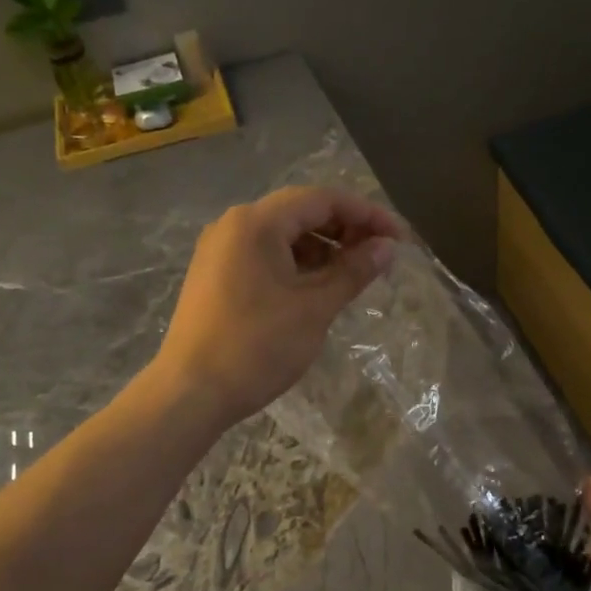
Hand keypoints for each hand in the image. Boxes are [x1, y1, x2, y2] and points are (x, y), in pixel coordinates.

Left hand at [154, 186, 400, 429]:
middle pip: (300, 212)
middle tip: (379, 257)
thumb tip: (386, 247)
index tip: (398, 239)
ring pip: (281, 235)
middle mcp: (234, 225)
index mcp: (257, 222)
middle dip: (344, 229)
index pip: (322, 199)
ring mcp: (219, 250)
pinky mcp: (214, 275)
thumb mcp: (314, 308)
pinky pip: (263, 256)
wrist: (191, 392)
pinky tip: (316, 289)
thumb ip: (353, 271)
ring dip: (321, 249)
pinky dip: (295, 265)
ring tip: (352, 276)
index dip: (366, 214)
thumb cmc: (257, 347)